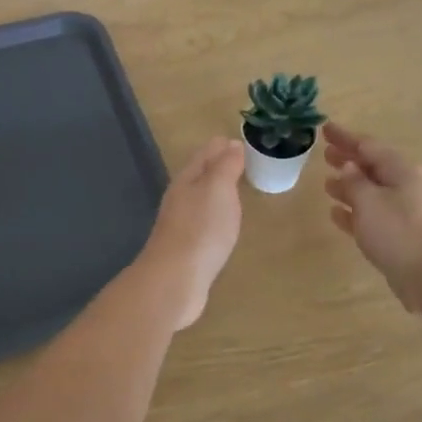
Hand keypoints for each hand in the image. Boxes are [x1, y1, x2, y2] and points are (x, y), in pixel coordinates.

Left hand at [135, 137, 246, 330]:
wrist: (175, 280)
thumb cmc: (201, 229)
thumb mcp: (218, 189)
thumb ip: (225, 166)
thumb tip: (231, 143)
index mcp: (187, 179)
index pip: (206, 153)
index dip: (224, 145)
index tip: (244, 141)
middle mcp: (180, 197)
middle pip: (201, 175)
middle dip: (220, 166)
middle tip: (245, 162)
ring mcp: (181, 224)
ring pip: (202, 199)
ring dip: (218, 191)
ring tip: (238, 190)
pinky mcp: (186, 248)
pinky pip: (204, 223)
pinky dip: (216, 216)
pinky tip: (224, 224)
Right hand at [323, 123, 421, 311]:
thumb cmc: (398, 230)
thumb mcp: (368, 200)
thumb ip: (354, 181)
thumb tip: (348, 166)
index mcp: (402, 170)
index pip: (368, 146)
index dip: (345, 137)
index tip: (325, 128)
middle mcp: (406, 186)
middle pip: (373, 167)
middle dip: (349, 160)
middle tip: (325, 153)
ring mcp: (405, 212)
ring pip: (372, 192)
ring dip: (350, 186)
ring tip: (326, 183)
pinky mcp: (401, 236)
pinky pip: (373, 216)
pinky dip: (355, 212)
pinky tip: (337, 214)